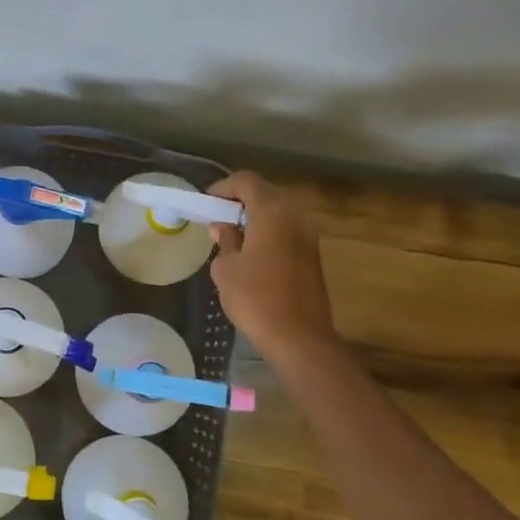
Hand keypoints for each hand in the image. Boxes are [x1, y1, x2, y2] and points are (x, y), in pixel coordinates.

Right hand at [206, 171, 340, 360]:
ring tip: (233, 235)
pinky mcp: (313, 255)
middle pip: (265, 193)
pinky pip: (287, 230)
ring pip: (278, 212)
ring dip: (256, 217)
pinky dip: (268, 231)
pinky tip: (252, 252)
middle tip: (217, 217)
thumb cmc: (256, 298)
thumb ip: (225, 241)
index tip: (207, 202)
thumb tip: (224, 228)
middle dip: (240, 200)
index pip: (247, 181)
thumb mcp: (226, 268)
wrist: (299, 338)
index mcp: (271, 213)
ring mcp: (308, 235)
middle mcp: (294, 216)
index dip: (224, 187)